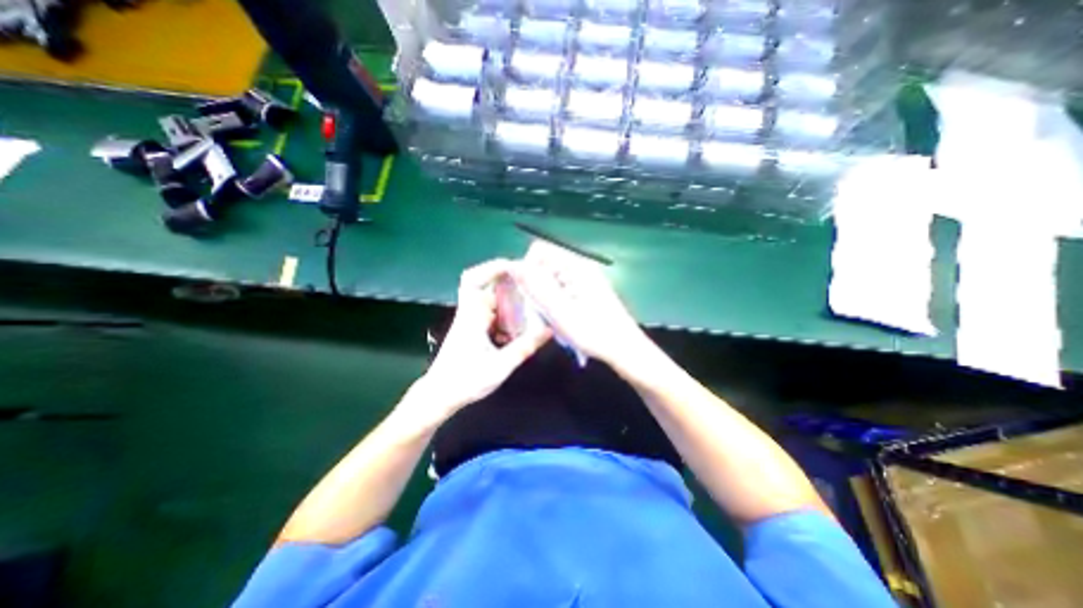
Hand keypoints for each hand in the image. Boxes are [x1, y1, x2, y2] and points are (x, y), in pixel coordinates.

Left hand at [413, 257, 552, 422]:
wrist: (439, 396)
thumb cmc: (465, 381)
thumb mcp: (500, 366)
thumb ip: (524, 347)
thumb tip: (548, 329)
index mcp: (471, 316)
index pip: (473, 280)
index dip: (491, 267)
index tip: (514, 266)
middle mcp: (470, 313)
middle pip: (489, 287)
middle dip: (511, 284)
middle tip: (534, 286)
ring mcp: (471, 321)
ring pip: (493, 301)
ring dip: (511, 301)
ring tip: (533, 304)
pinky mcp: (474, 330)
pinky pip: (494, 314)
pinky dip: (508, 315)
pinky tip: (521, 326)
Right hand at [513, 253, 645, 365]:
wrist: (624, 349)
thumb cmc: (594, 333)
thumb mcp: (560, 312)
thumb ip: (537, 287)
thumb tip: (514, 265)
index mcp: (575, 266)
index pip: (540, 251)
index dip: (527, 268)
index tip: (526, 293)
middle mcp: (580, 268)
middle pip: (544, 266)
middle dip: (535, 287)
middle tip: (539, 313)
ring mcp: (584, 280)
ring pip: (550, 281)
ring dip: (544, 299)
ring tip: (551, 320)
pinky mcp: (586, 292)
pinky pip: (560, 291)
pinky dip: (554, 304)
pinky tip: (560, 321)